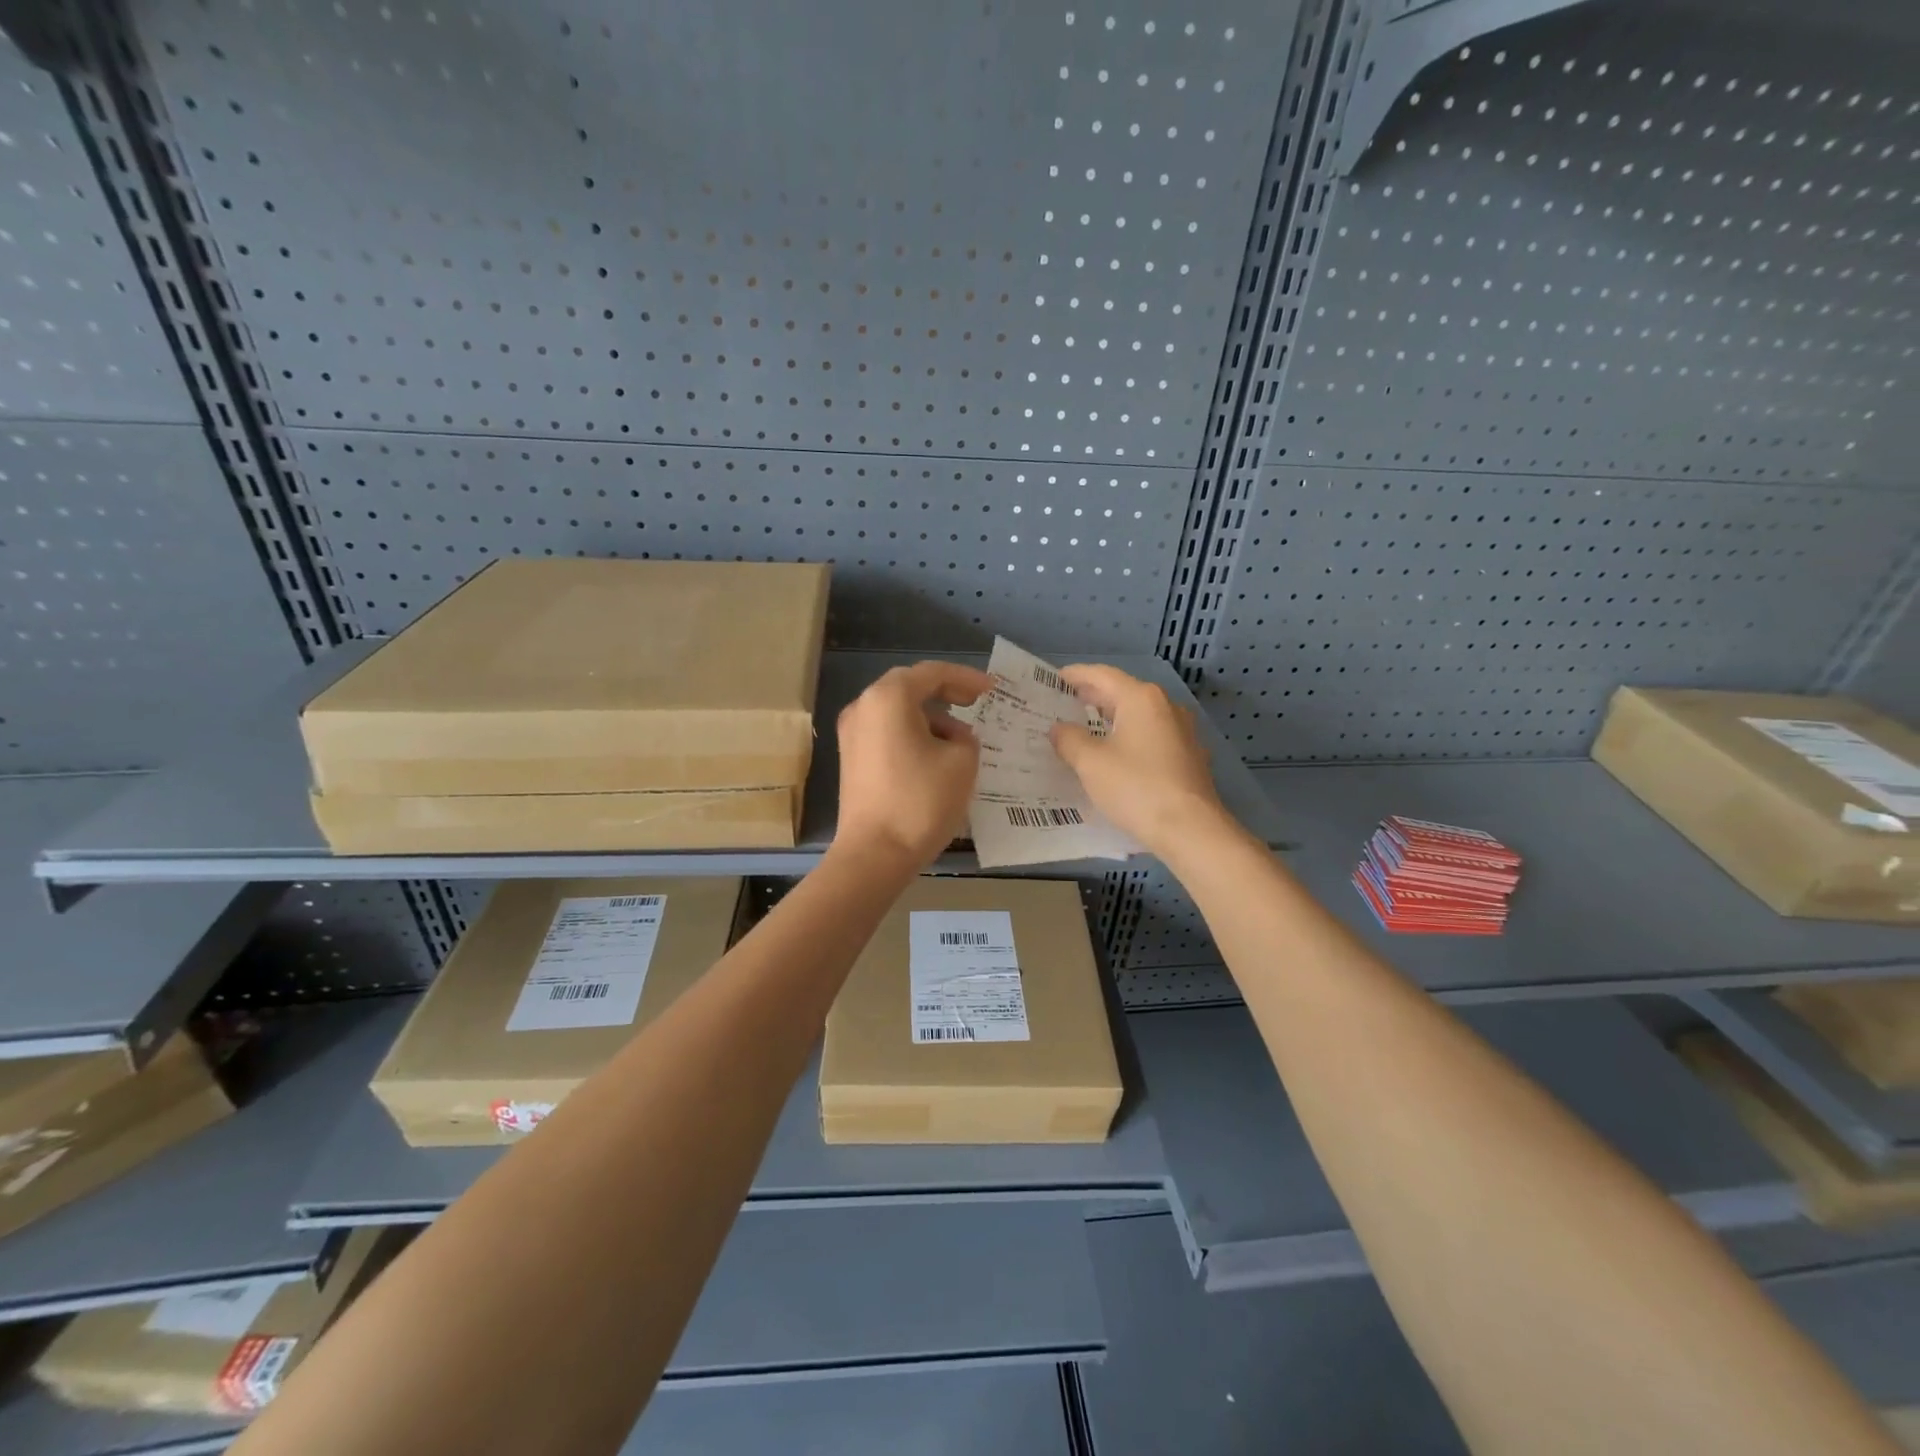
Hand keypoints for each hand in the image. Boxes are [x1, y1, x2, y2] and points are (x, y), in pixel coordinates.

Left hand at [834, 660, 995, 870]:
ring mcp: (852, 733)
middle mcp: (863, 706)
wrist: (875, 854)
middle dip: (945, 692)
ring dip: (929, 715)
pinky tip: (934, 754)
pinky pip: (886, 731)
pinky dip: (912, 733)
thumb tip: (952, 736)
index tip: (992, 689)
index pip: (933, 673)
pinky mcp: (851, 758)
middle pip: (909, 686)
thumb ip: (965, 737)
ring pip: (896, 710)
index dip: (966, 678)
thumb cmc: (921, 801)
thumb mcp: (962, 762)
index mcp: (889, 698)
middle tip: (975, 702)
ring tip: (959, 736)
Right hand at [1049, 664, 1231, 855]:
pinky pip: (1152, 737)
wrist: (1190, 829)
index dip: (1075, 675)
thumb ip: (1069, 739)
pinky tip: (1117, 755)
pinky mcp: (1189, 756)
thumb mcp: (1090, 763)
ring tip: (1086, 729)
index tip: (1054, 680)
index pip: (1102, 675)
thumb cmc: (1136, 787)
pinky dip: (1130, 738)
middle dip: (1093, 697)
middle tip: (1063, 704)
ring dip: (1112, 718)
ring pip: (1139, 716)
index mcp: (1141, 698)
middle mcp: (1166, 706)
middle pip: (1123, 693)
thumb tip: (1059, 728)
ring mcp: (1182, 731)